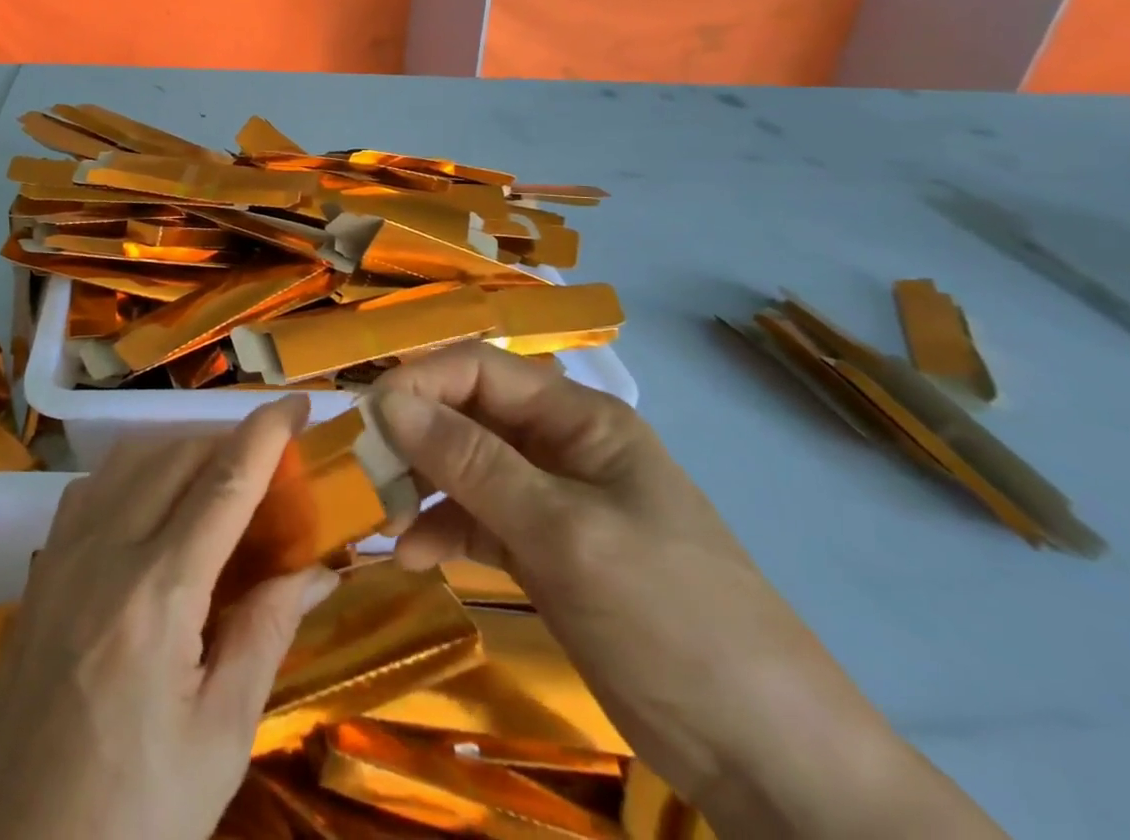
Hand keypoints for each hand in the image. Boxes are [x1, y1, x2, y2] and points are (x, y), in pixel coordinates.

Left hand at [0, 396, 338, 839]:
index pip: (224, 484)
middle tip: (269, 461)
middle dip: (229, 441)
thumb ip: (267, 632)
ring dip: (181, 450)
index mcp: (158, 595)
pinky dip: (134, 472)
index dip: (266, 434)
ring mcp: (62, 555)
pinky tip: (152, 504)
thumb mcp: (220, 737)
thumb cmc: (135, 815)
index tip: (298, 403)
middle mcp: (105, 552)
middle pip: (177, 456)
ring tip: (217, 478)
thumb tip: (316, 568)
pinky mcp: (40, 570)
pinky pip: (93, 487)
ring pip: (130, 459)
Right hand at [373, 345, 1004, 839]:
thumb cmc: (670, 618)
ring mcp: (552, 500)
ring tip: (377, 518)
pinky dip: (441, 530)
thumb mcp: (562, 533)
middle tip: (360, 472)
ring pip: (464, 467)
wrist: (769, 760)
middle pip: (467, 416)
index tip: (366, 420)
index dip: (419, 383)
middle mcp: (559, 445)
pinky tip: (411, 555)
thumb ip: (471, 462)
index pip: (479, 369)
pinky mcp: (546, 552)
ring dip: (420, 485)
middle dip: (412, 437)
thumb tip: (388, 402)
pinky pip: (477, 519)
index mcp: (577, 418)